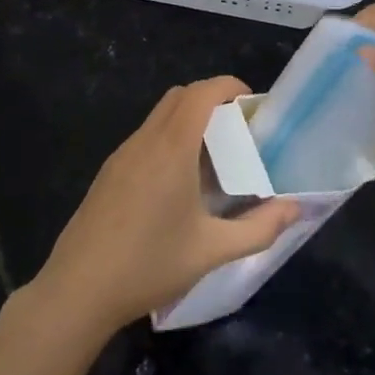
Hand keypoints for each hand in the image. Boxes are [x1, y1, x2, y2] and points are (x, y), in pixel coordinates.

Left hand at [28, 77, 301, 338]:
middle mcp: (145, 140)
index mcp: (172, 148)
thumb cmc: (149, 265)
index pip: (201, 92)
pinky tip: (178, 183)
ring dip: (188, 120)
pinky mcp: (109, 172)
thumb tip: (295, 208)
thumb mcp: (212, 251)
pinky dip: (168, 139)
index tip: (251, 103)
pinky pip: (145, 138)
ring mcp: (122, 155)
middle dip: (211, 99)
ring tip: (214, 158)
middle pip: (179, 96)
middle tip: (238, 130)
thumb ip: (259, 228)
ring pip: (159, 116)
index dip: (228, 85)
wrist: (78, 289)